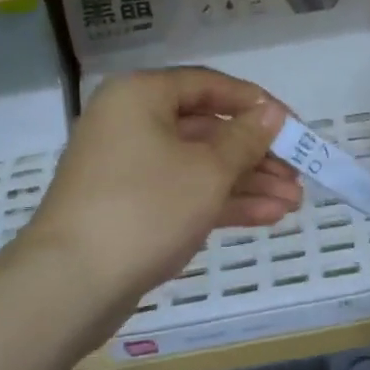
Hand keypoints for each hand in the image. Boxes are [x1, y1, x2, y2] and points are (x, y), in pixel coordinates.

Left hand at [20, 68, 300, 330]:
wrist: (71, 284)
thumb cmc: (145, 208)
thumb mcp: (208, 170)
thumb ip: (246, 138)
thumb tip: (271, 113)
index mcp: (141, 96)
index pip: (209, 85)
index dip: (256, 104)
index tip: (294, 125)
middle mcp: (130, 123)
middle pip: (207, 129)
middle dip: (257, 154)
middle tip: (298, 173)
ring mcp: (128, 168)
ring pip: (198, 165)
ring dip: (247, 182)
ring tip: (294, 202)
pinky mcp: (130, 207)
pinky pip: (183, 192)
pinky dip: (222, 202)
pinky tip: (268, 216)